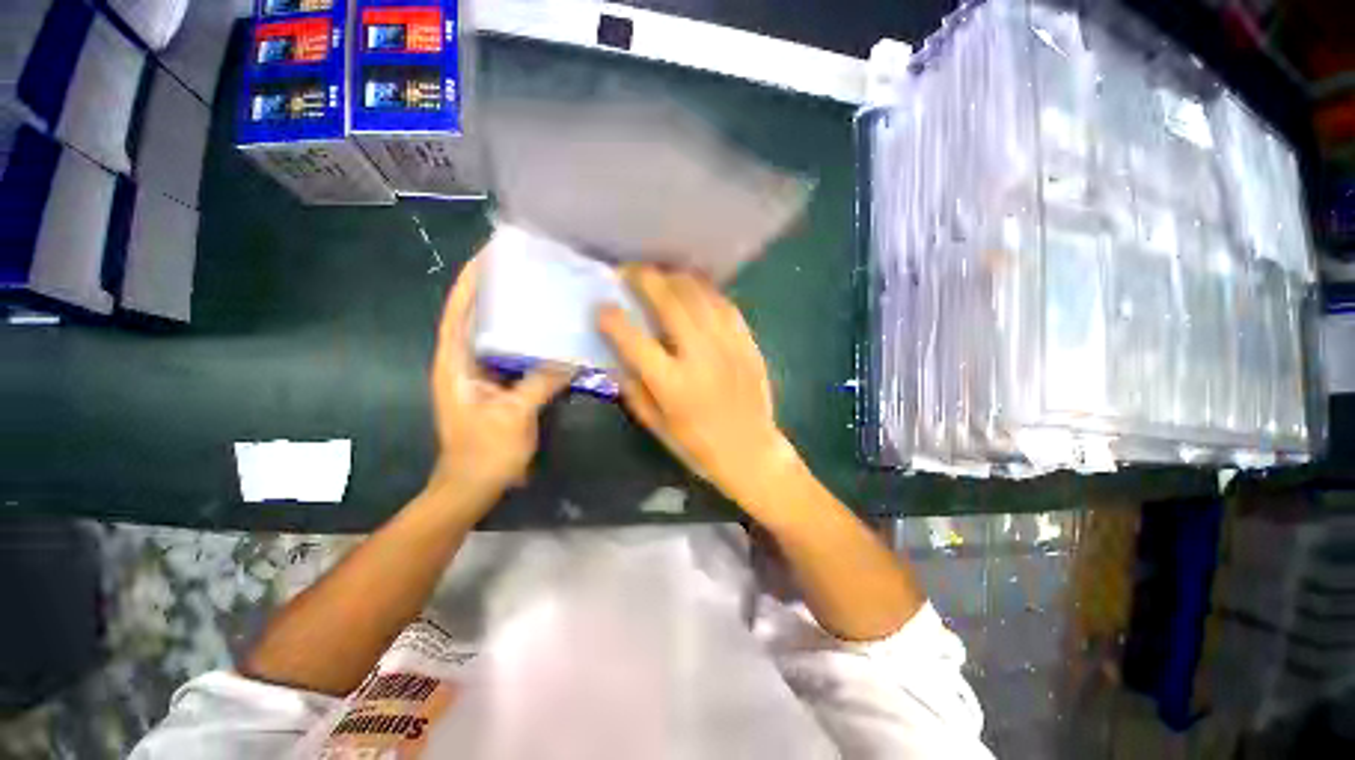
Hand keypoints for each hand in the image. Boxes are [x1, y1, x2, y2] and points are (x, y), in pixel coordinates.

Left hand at [428, 254, 571, 509]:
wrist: (472, 487)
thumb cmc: (484, 453)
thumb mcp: (514, 415)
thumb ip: (540, 383)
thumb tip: (570, 357)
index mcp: (454, 363)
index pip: (458, 311)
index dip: (471, 282)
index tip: (489, 255)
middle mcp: (462, 362)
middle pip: (475, 317)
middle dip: (494, 290)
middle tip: (524, 270)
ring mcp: (479, 375)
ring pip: (494, 335)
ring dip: (511, 315)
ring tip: (538, 294)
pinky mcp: (496, 387)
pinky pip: (511, 355)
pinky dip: (525, 342)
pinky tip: (547, 336)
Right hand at [598, 266, 799, 509]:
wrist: (750, 451)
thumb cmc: (697, 445)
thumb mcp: (655, 424)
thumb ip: (633, 386)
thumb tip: (618, 353)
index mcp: (672, 384)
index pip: (634, 340)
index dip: (612, 319)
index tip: (602, 307)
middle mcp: (700, 357)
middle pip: (670, 303)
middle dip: (645, 279)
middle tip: (630, 272)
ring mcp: (728, 346)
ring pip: (700, 295)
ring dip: (675, 279)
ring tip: (661, 276)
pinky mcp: (747, 343)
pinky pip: (725, 305)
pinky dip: (705, 292)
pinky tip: (694, 291)